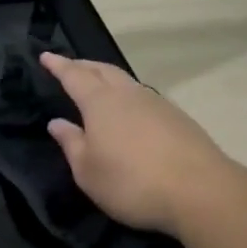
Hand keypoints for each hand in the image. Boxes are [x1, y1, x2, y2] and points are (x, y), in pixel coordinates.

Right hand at [40, 52, 232, 237]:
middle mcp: (128, 95)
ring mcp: (156, 104)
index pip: (74, 76)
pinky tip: (129, 110)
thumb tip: (57, 123)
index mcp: (100, 103)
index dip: (58, 65)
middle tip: (69, 65)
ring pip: (126, 81)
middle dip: (83, 65)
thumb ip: (71, 143)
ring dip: (107, 77)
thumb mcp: (88, 171)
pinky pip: (143, 96)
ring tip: (97, 84)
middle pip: (102, 70)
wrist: (200, 192)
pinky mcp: (178, 118)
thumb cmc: (131, 182)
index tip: (46, 56)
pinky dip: (128, 95)